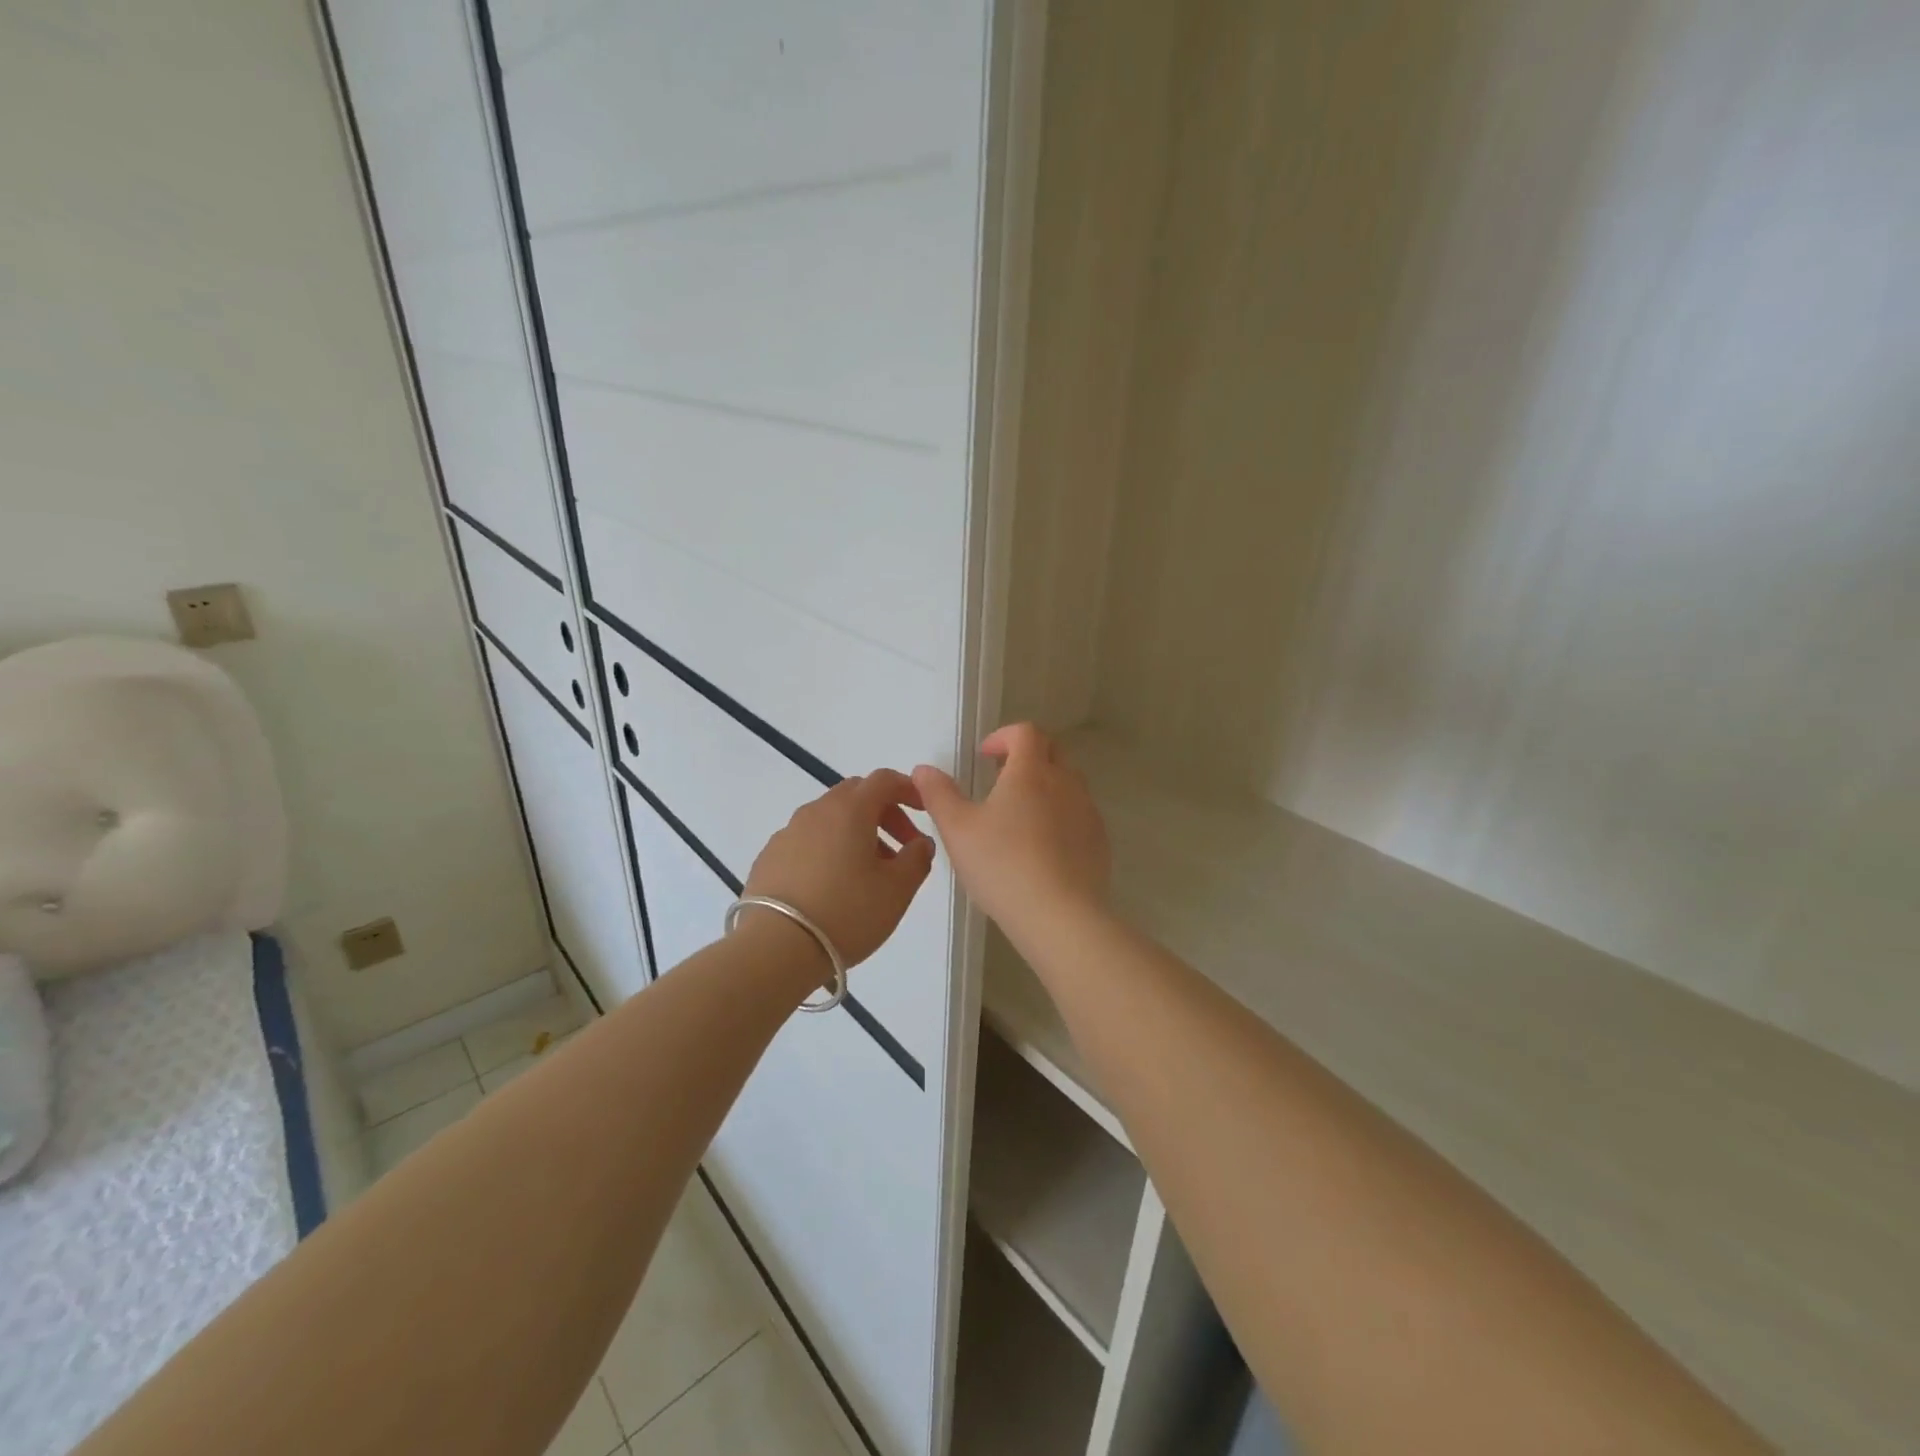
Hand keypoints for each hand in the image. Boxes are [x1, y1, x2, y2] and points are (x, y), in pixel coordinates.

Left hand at [741, 769, 935, 968]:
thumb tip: (920, 843)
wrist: (775, 948)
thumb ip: (917, 859)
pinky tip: (832, 886)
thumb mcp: (897, 890)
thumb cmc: (847, 913)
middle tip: (901, 847)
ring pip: (830, 819)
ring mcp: (787, 833)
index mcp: (850, 810)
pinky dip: (828, 850)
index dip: (908, 789)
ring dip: (856, 834)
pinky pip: (807, 841)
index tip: (924, 809)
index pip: (884, 780)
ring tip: (868, 873)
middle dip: (884, 813)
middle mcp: (816, 811)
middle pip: (856, 795)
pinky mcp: (769, 857)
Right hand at [912, 723, 1109, 935]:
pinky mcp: (1099, 842)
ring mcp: (1088, 812)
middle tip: (1001, 780)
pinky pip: (1079, 815)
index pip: (1025, 733)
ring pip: (1069, 784)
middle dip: (1027, 757)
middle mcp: (1066, 783)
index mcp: (1031, 772)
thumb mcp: (957, 830)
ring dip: (1045, 786)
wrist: (1060, 916)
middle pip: (1052, 752)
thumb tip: (924, 770)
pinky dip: (1061, 816)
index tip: (985, 756)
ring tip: (1019, 816)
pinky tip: (1042, 849)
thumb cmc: (1003, 866)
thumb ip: (938, 795)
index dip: (1004, 736)